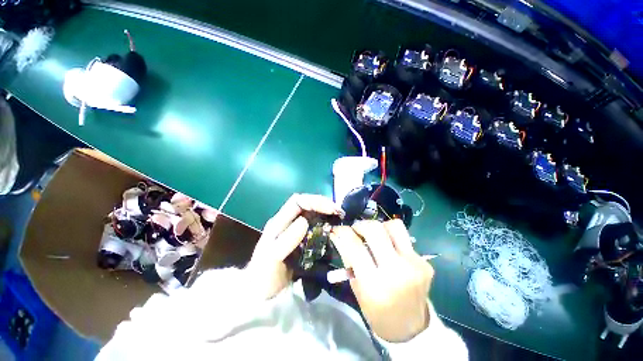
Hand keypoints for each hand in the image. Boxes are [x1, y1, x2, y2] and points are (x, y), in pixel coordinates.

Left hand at [246, 194, 342, 298]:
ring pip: (312, 215)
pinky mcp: (302, 240)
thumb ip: (286, 240)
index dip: (315, 201)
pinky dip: (325, 226)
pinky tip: (333, 230)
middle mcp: (287, 222)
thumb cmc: (264, 276)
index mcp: (279, 222)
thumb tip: (304, 221)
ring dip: (326, 214)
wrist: (263, 294)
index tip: (331, 209)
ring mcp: (295, 230)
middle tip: (339, 214)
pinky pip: (315, 227)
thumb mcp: (271, 258)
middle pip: (307, 205)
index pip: (297, 201)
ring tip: (339, 219)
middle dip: (323, 205)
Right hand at [330, 219, 433, 341]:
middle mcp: (396, 271)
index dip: (342, 232)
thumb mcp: (356, 287)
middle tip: (355, 230)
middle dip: (360, 225)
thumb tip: (337, 234)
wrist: (410, 328)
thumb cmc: (376, 311)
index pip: (354, 246)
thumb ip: (347, 257)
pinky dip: (391, 237)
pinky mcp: (424, 262)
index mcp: (374, 285)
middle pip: (375, 229)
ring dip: (379, 227)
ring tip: (373, 236)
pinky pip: (404, 237)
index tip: (337, 229)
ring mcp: (414, 265)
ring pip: (393, 226)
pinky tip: (388, 248)